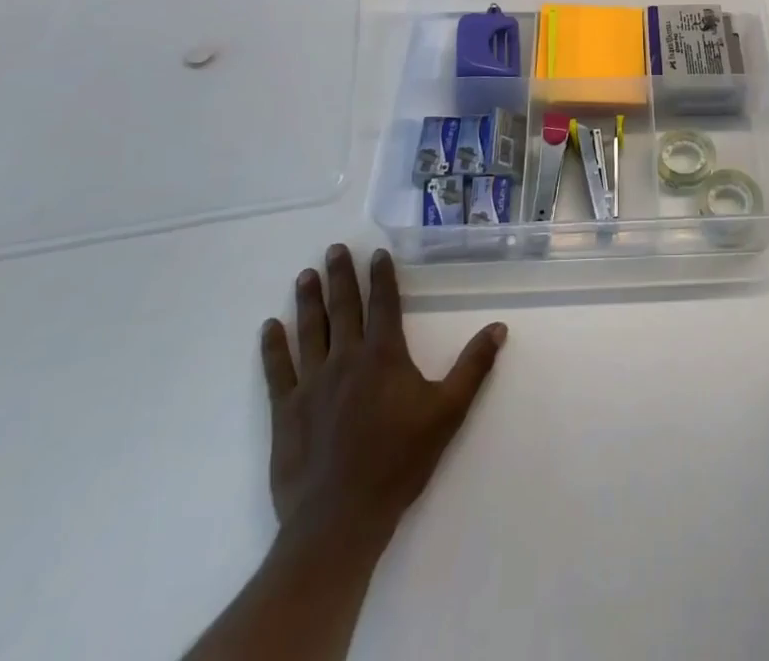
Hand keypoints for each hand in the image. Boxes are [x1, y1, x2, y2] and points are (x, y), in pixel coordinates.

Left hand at [260, 246, 506, 556]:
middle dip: (340, 276)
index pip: (383, 304)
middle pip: (343, 308)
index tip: (377, 253)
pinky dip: (273, 347)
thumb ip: (473, 367)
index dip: (381, 277)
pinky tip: (270, 327)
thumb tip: (498, 327)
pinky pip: (278, 370)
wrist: (340, 519)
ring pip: (310, 330)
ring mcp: (312, 383)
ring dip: (308, 301)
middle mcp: (346, 359)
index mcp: (383, 356)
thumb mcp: (448, 413)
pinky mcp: (286, 411)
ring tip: (305, 275)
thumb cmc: (398, 462)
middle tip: (334, 249)